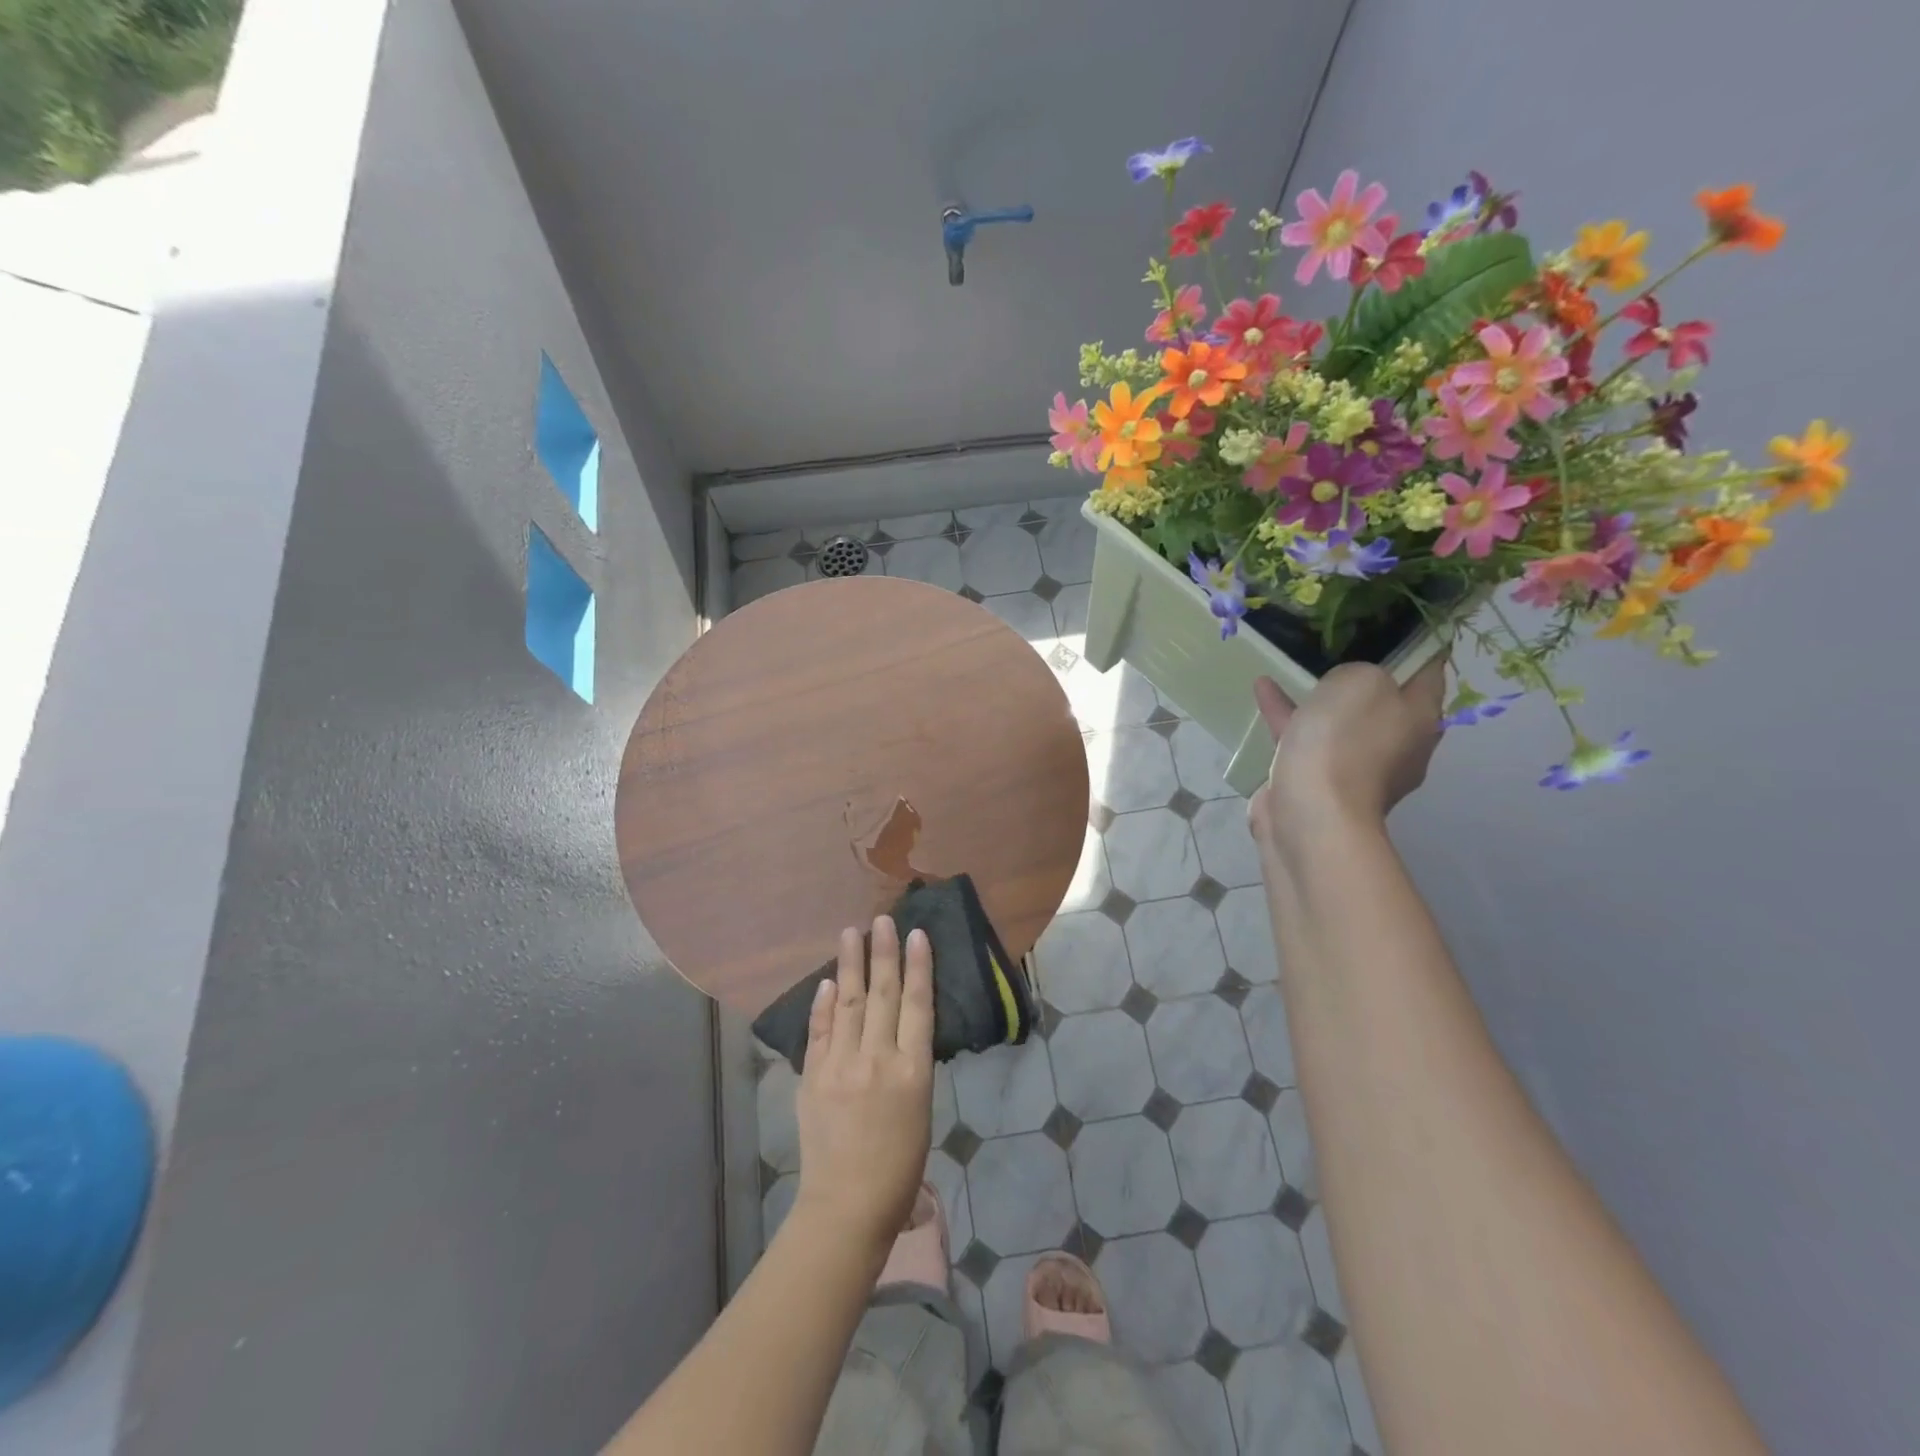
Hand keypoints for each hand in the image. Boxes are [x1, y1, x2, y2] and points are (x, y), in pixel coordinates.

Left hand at [792, 916, 934, 1256]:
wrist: (847, 1205)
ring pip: (850, 1002)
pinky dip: (825, 1004)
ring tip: (851, 932)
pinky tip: (830, 981)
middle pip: (882, 994)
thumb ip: (910, 1064)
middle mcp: (878, 1058)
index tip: (917, 934)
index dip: (919, 966)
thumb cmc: (899, 1167)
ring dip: (851, 964)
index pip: (917, 1004)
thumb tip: (899, 1028)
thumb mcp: (921, 1110)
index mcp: (912, 1070)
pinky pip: (820, 1031)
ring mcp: (842, 1065)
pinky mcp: (813, 1077)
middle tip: (882, 919)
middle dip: (884, 953)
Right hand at [1248, 657, 1447, 850]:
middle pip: (1384, 699)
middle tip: (1340, 644)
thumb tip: (1348, 686)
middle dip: (1362, 674)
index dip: (1417, 643)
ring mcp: (1357, 767)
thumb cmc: (1346, 742)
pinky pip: (1304, 737)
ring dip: (1318, 695)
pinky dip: (1287, 714)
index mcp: (1422, 719)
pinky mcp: (1318, 780)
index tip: (1396, 620)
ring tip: (1292, 666)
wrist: (1310, 813)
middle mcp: (1398, 744)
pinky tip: (1262, 689)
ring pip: (1340, 720)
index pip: (1429, 670)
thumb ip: (1360, 670)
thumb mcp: (1360, 680)